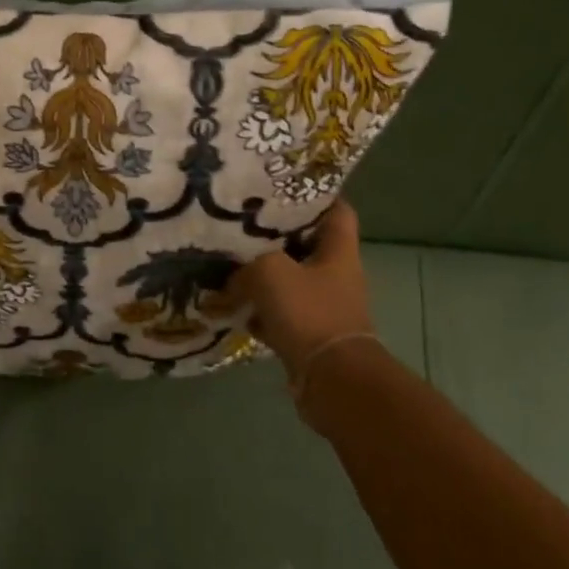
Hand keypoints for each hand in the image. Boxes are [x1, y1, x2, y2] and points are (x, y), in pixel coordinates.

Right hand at [228, 200, 375, 383]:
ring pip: (290, 282)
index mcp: (338, 252)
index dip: (316, 197)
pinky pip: (280, 315)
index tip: (284, 189)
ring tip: (229, 264)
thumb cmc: (309, 313)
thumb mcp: (270, 272)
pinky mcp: (308, 336)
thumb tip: (234, 276)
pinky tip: (233, 307)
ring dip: (263, 277)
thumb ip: (247, 264)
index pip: (337, 212)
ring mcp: (323, 308)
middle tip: (242, 226)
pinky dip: (260, 312)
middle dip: (276, 238)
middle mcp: (335, 276)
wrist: (331, 379)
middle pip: (307, 247)